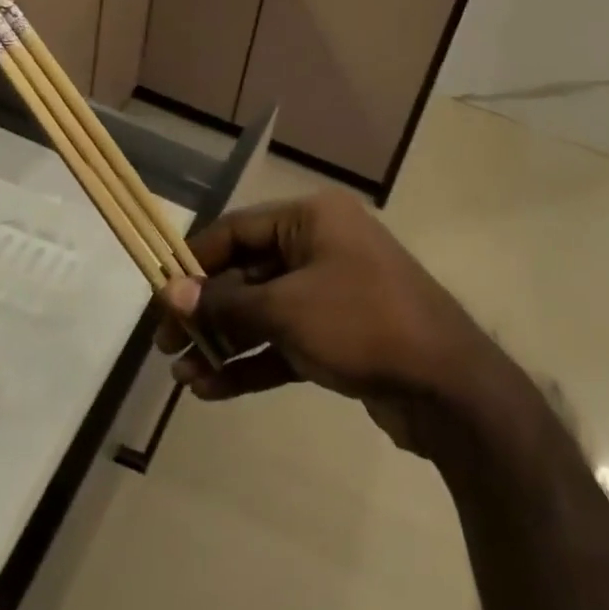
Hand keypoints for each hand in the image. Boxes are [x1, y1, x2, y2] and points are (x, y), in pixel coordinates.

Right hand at [155, 190, 495, 450]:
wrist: (448, 385)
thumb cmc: (362, 323)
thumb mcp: (287, 310)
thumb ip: (226, 304)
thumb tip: (171, 296)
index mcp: (311, 219)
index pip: (237, 230)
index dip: (195, 262)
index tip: (160, 297)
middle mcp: (320, 246)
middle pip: (247, 272)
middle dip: (207, 311)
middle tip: (167, 345)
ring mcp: (331, 291)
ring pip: (264, 311)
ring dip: (225, 342)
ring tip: (182, 377)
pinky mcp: (340, 334)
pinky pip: (285, 340)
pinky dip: (253, 361)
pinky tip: (213, 390)